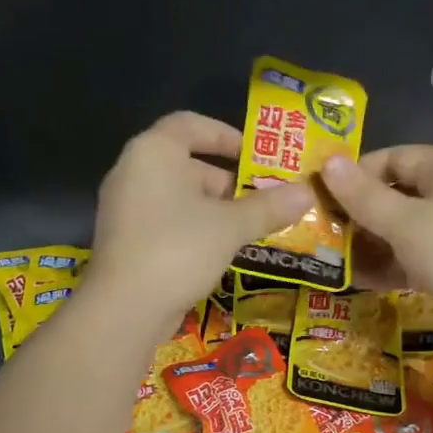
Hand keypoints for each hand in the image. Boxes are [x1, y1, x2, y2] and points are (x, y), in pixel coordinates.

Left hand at [91, 111, 314, 326]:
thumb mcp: (231, 226)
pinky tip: (222, 252)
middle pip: (187, 164)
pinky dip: (195, 230)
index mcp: (153, 152)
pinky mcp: (126, 241)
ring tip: (252, 228)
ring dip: (216, 210)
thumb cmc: (178, 249)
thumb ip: (269, 206)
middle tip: (265, 200)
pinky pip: (167, 223)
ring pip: (179, 198)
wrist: (125, 308)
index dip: (226, 135)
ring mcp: (125, 209)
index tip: (257, 155)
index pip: (191, 124)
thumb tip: (307, 192)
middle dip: (229, 182)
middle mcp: (133, 172)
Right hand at [321, 146, 432, 350]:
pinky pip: (414, 257)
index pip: (391, 158)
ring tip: (335, 262)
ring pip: (403, 229)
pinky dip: (390, 266)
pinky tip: (362, 281)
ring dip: (370, 244)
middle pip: (396, 195)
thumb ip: (364, 196)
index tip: (321, 198)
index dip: (355, 175)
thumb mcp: (405, 223)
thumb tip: (328, 162)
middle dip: (359, 215)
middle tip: (323, 234)